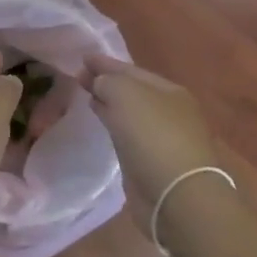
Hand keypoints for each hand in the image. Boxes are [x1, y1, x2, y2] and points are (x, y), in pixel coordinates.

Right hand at [81, 54, 219, 217]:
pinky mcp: (153, 163)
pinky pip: (128, 135)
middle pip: (132, 91)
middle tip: (80, 77)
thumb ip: (107, 81)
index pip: (131, 69)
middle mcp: (170, 112)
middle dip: (107, 82)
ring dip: (109, 104)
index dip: (105, 63)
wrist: (176, 197)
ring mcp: (163, 138)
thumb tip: (98, 82)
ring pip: (130, 113)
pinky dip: (114, 126)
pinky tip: (103, 124)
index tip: (82, 58)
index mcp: (169, 91)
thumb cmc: (153, 136)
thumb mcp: (125, 94)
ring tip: (88, 97)